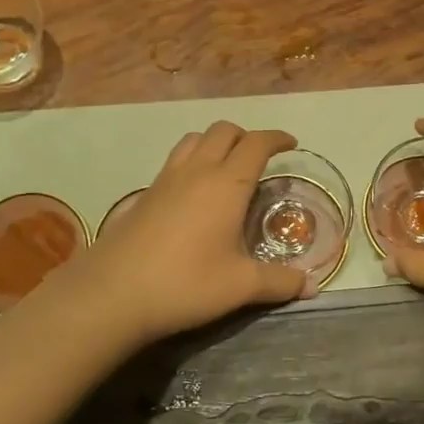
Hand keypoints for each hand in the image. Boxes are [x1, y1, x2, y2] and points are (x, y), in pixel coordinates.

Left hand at [59, 122, 313, 346]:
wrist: (113, 293)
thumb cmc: (185, 283)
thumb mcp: (240, 286)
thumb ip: (278, 282)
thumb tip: (311, 286)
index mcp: (226, 184)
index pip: (256, 144)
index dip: (276, 138)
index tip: (291, 144)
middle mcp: (196, 171)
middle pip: (223, 131)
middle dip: (246, 136)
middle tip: (260, 158)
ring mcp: (166, 179)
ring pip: (194, 139)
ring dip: (215, 142)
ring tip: (226, 166)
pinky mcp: (144, 194)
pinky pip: (174, 160)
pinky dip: (192, 160)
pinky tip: (193, 193)